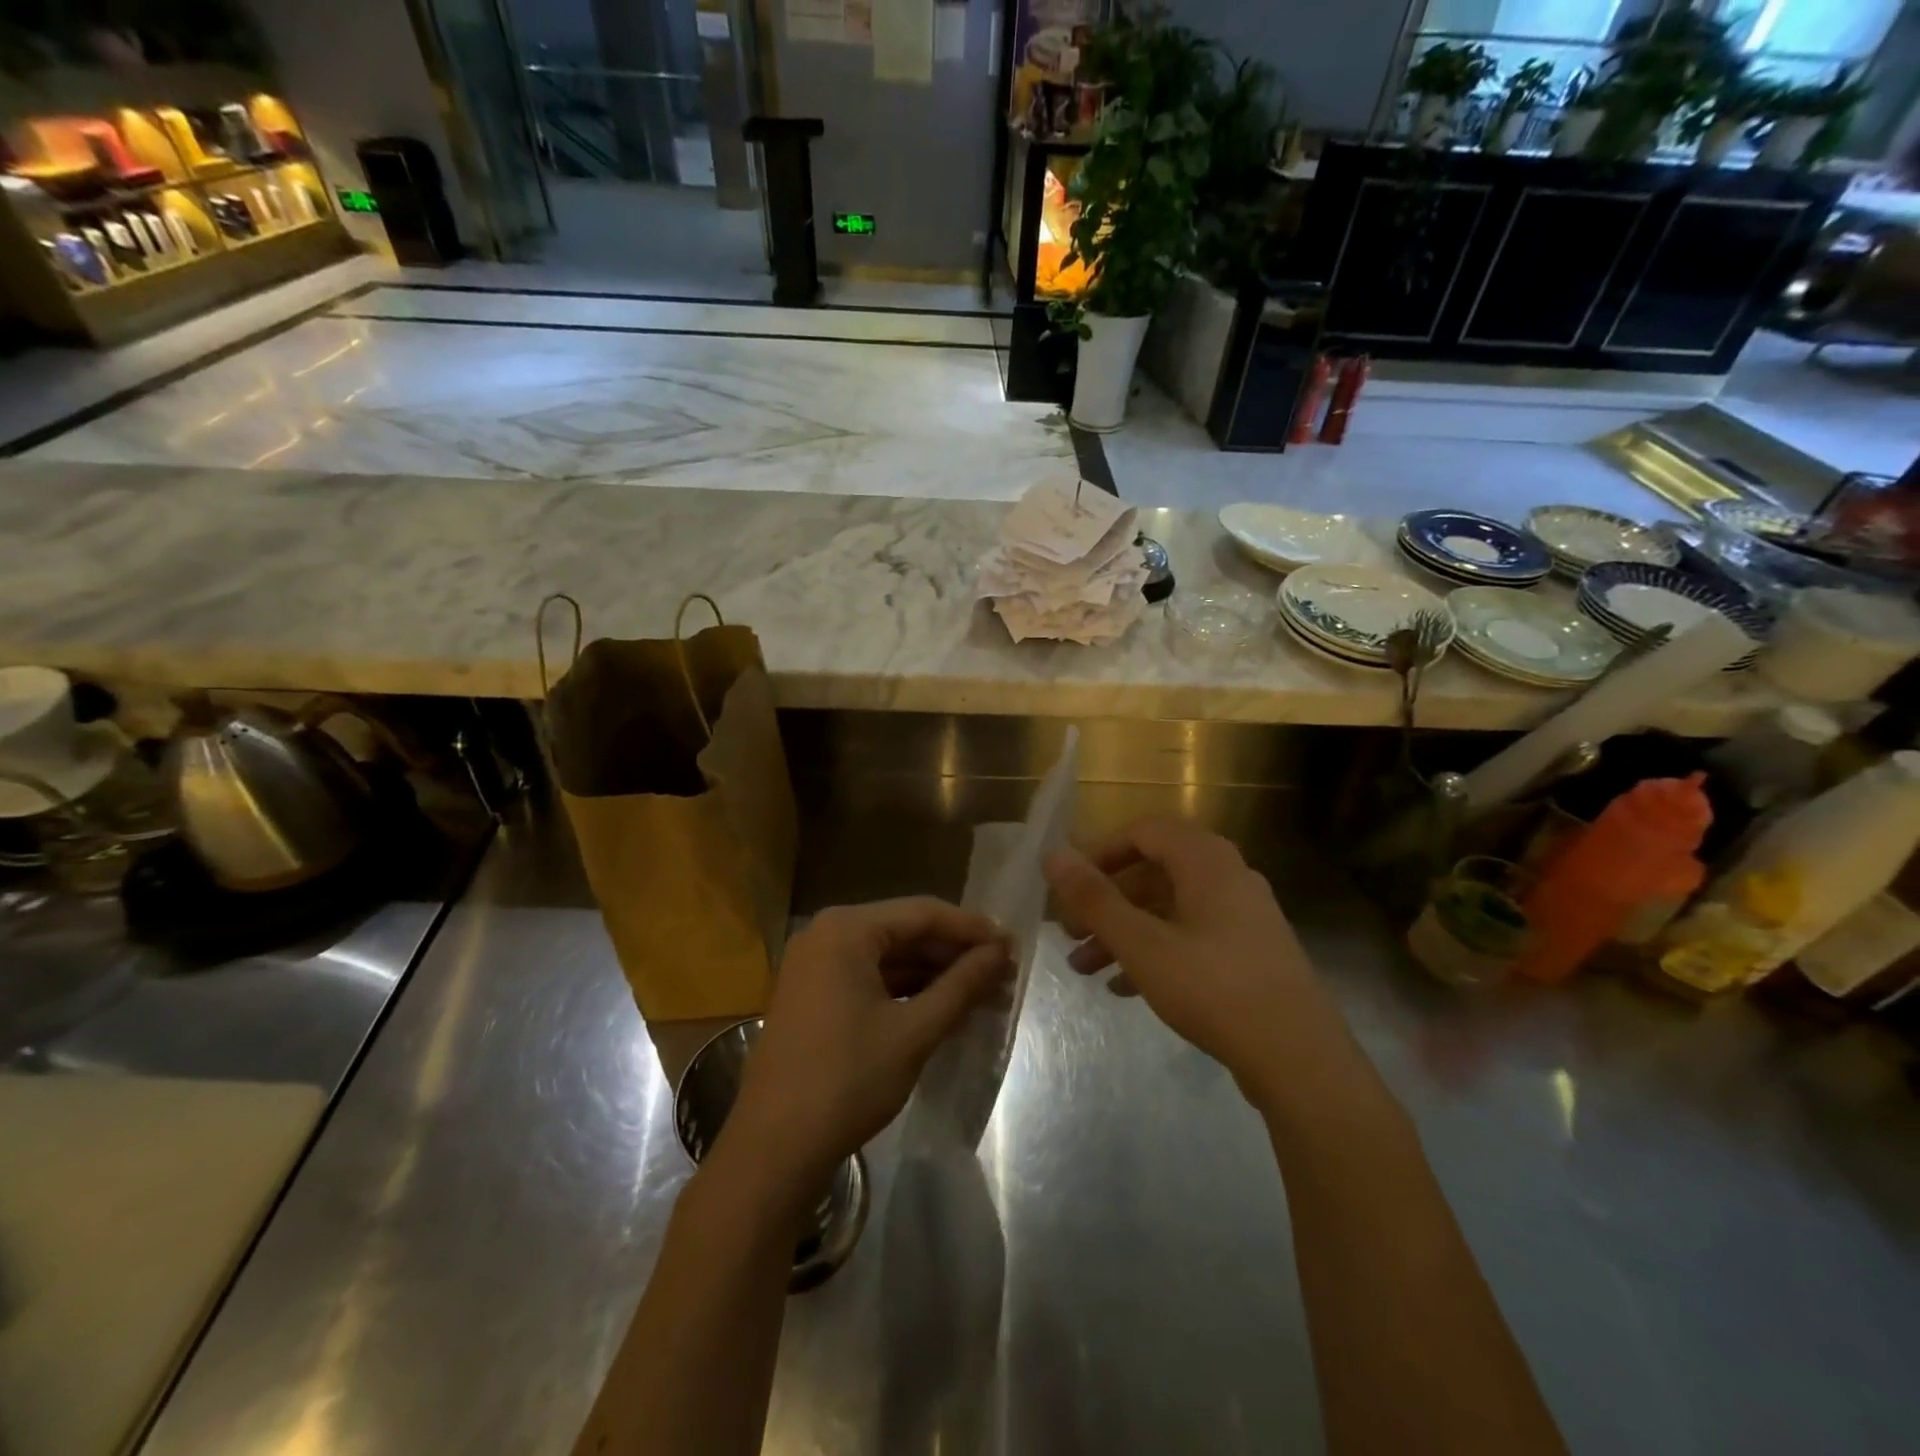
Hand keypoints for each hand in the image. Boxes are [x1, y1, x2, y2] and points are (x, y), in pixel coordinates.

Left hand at [721, 898, 1011, 1189]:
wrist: (774, 1149)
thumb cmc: (848, 1080)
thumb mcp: (914, 1031)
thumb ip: (961, 986)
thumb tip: (1001, 953)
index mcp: (846, 929)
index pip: (923, 913)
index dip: (972, 929)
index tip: (1014, 946)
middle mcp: (827, 934)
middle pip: (906, 932)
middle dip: (956, 954)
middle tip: (1004, 974)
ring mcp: (816, 965)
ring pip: (890, 957)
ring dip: (935, 974)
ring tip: (985, 993)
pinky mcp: (814, 995)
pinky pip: (871, 978)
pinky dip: (908, 990)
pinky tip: (944, 1007)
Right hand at [1043, 818, 1352, 1109]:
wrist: (1300, 1060)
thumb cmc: (1214, 989)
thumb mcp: (1142, 944)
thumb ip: (1095, 898)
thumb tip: (1053, 855)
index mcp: (1206, 860)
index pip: (1143, 832)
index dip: (1099, 854)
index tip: (1069, 887)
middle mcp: (1228, 877)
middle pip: (1153, 873)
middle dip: (1106, 902)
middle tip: (1070, 933)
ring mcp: (1243, 916)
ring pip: (1169, 910)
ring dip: (1124, 932)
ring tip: (1085, 969)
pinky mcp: (1250, 953)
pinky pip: (1191, 937)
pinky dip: (1155, 952)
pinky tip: (1124, 988)